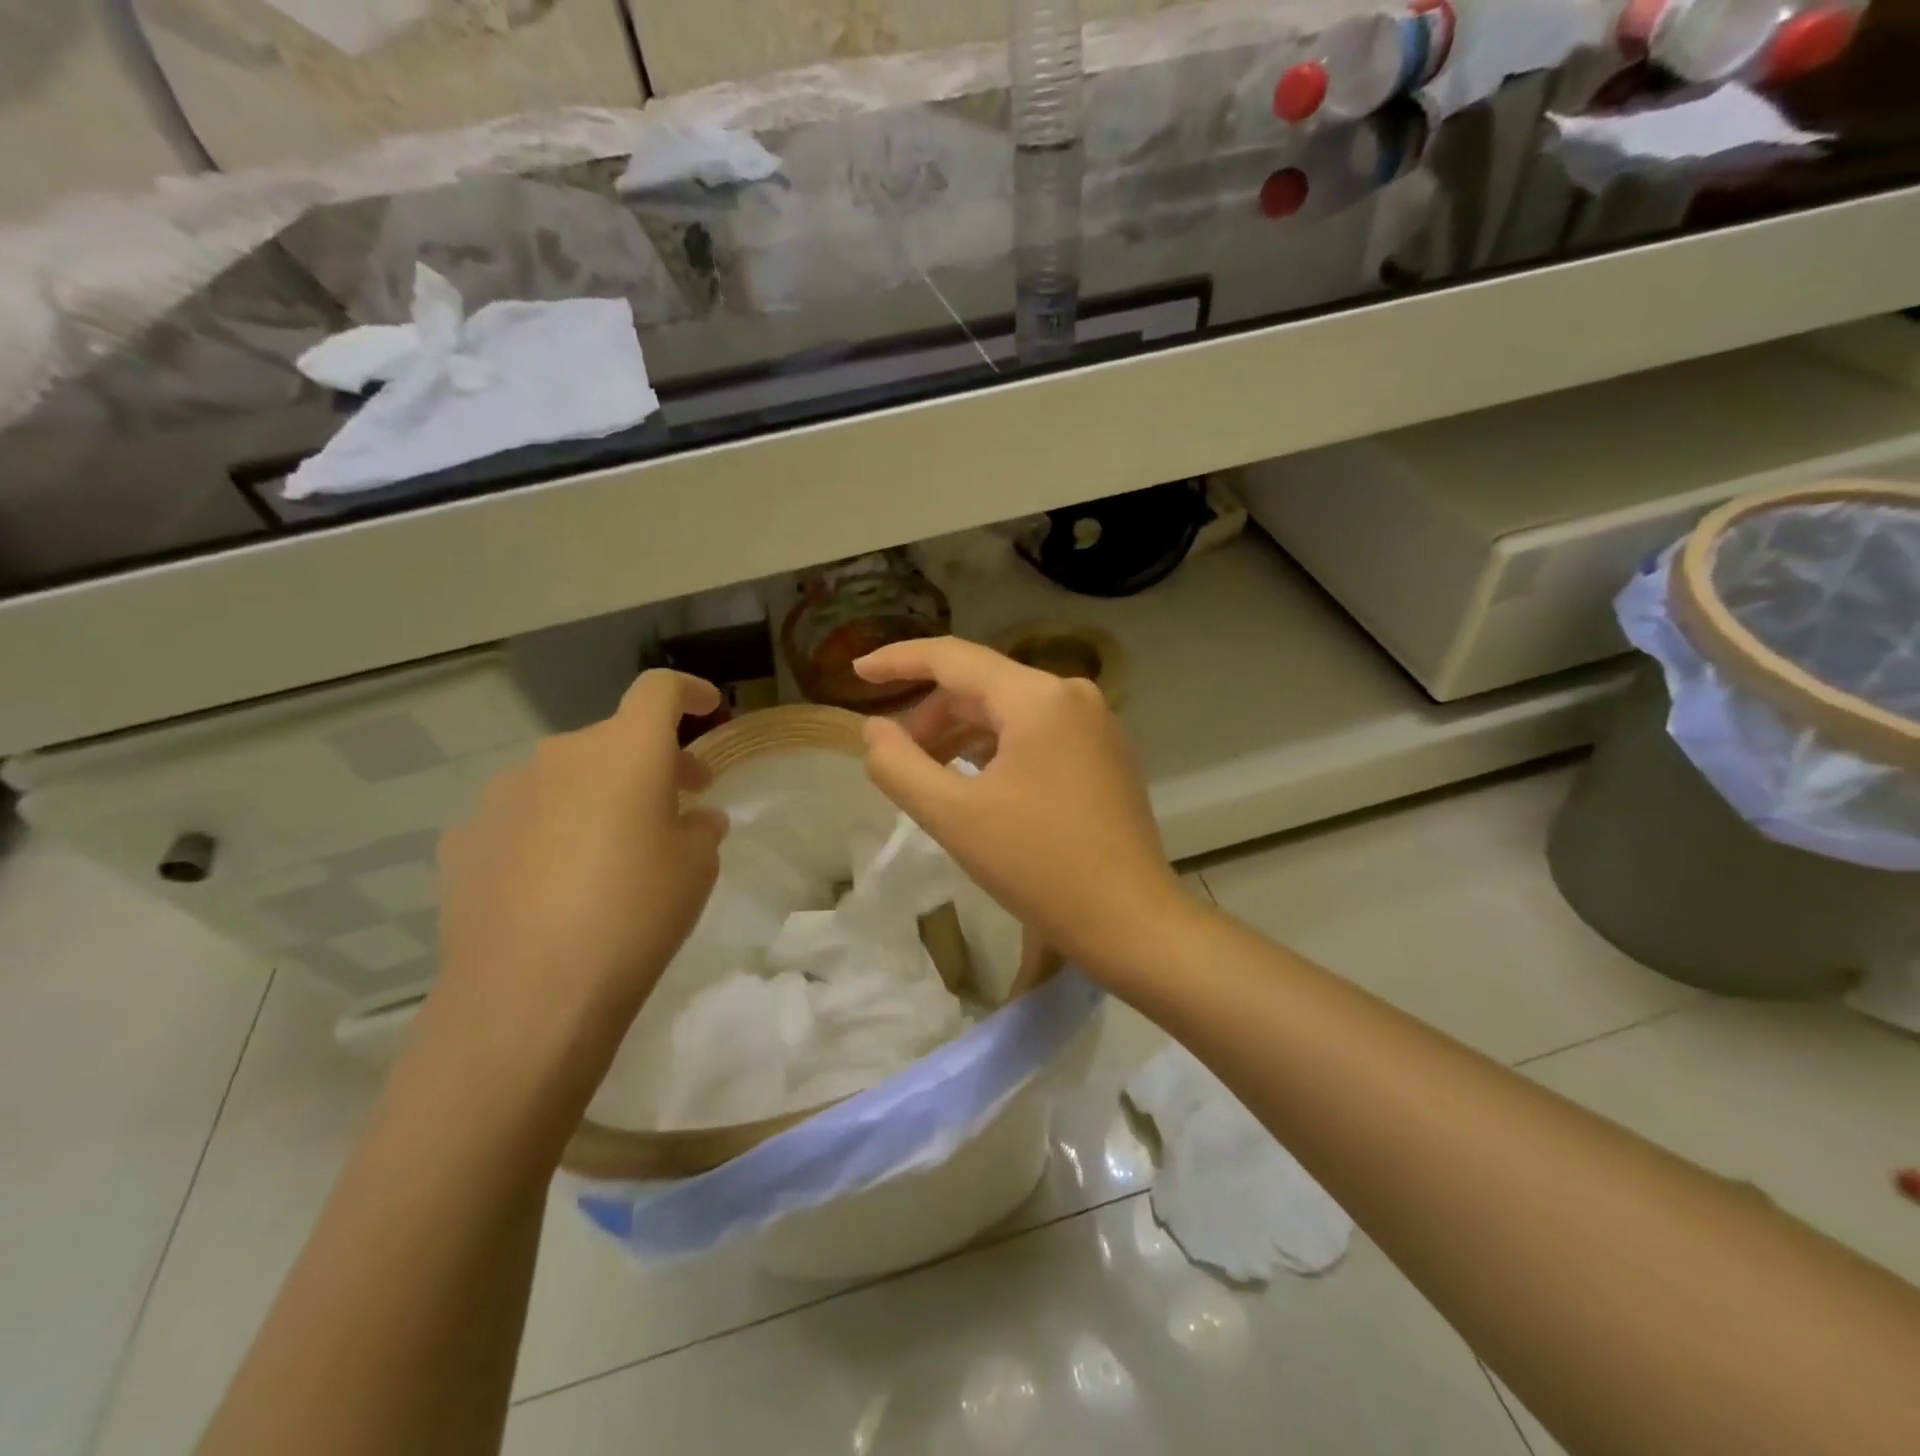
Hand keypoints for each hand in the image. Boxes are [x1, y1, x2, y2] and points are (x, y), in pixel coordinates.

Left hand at [428, 671, 728, 1068]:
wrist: (528, 995)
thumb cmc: (635, 915)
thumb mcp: (696, 868)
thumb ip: (700, 827)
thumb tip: (693, 818)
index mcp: (624, 751)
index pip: (659, 691)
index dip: (690, 692)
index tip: (708, 708)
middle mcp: (560, 755)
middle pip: (614, 739)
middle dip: (651, 761)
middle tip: (678, 804)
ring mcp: (503, 794)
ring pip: (566, 777)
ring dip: (599, 795)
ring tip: (613, 851)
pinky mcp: (465, 837)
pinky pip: (525, 814)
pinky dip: (552, 827)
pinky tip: (557, 881)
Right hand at [855, 638, 1189, 977]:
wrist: (1130, 921)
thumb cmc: (1038, 865)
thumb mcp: (953, 816)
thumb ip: (899, 765)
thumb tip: (874, 729)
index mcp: (1038, 696)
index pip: (953, 658)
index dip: (899, 661)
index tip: (856, 672)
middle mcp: (1072, 695)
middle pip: (982, 687)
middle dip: (931, 717)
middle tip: (895, 758)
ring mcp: (1096, 724)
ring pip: (1010, 713)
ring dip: (962, 736)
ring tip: (930, 776)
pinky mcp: (1105, 754)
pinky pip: (1037, 734)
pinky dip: (997, 750)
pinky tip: (977, 784)